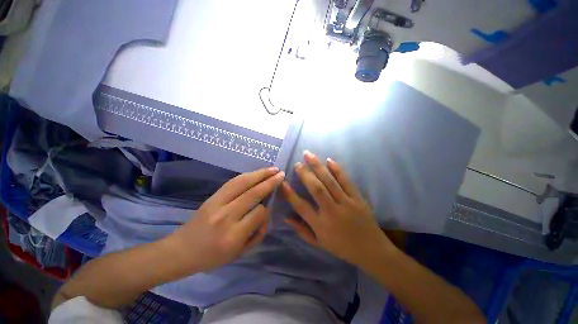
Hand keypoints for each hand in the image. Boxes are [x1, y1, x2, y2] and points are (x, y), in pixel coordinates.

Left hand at [167, 167, 284, 272]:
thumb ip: (258, 233)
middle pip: (253, 193)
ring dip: (260, 174)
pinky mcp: (212, 196)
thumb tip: (266, 210)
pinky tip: (256, 172)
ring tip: (272, 169)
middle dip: (269, 182)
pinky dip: (247, 175)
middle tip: (281, 174)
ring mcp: (217, 203)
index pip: (258, 213)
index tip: (269, 205)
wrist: (181, 250)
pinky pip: (233, 181)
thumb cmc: (213, 256)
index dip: (266, 207)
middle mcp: (226, 216)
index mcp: (233, 236)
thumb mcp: (240, 252)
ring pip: (243, 183)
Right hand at [281, 151, 395, 270]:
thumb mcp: (319, 243)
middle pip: (316, 189)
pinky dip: (337, 170)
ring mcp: (346, 203)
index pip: (301, 207)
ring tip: (308, 154)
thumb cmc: (342, 248)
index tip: (282, 182)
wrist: (372, 250)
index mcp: (321, 225)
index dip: (290, 194)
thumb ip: (302, 230)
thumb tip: (286, 217)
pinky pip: (346, 181)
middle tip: (297, 164)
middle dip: (305, 174)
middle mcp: (332, 212)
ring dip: (318, 166)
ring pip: (330, 181)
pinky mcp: (358, 199)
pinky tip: (329, 160)